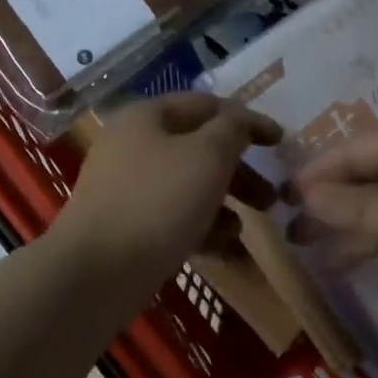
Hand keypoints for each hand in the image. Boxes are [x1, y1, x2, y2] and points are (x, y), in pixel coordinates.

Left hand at [54, 94, 281, 294]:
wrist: (96, 272)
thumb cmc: (158, 202)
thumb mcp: (208, 155)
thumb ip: (233, 130)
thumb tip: (240, 122)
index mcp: (147, 116)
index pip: (208, 105)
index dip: (248, 120)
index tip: (281, 143)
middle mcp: (133, 145)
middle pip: (199, 148)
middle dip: (239, 171)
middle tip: (271, 196)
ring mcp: (127, 187)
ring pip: (189, 185)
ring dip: (224, 202)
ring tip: (247, 226)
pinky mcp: (127, 224)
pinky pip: (173, 216)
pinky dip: (200, 226)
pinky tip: (222, 247)